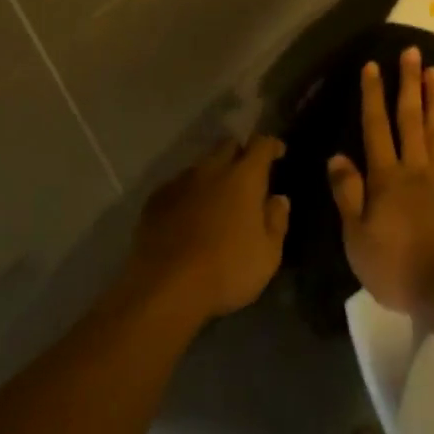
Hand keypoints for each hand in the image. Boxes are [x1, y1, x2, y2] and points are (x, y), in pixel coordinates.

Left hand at [128, 136, 288, 322]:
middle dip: (240, 154)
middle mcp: (210, 170)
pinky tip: (189, 217)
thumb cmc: (227, 270)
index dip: (271, 145)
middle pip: (227, 146)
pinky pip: (178, 186)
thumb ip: (276, 221)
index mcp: (243, 177)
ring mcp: (179, 183)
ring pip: (200, 166)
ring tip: (217, 200)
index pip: (260, 145)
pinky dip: (189, 194)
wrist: (165, 288)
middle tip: (248, 177)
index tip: (278, 152)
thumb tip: (278, 199)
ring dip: (212, 176)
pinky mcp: (155, 200)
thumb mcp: (268, 254)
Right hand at [328, 47, 433, 330]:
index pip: (377, 128)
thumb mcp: (357, 238)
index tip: (373, 66)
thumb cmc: (399, 267)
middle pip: (411, 118)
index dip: (373, 96)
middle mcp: (416, 169)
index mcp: (387, 179)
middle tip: (412, 52)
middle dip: (409, 83)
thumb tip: (337, 156)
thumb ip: (348, 195)